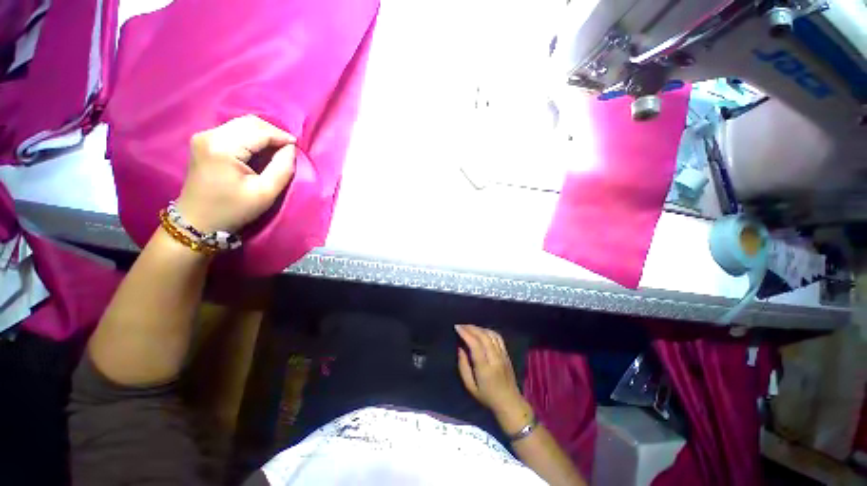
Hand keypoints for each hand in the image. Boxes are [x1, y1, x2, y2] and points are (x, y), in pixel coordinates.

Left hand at [175, 115, 296, 232]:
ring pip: (242, 124)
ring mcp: (204, 136)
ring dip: (263, 134)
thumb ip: (283, 168)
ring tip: (277, 149)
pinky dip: (252, 137)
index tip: (297, 148)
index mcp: (223, 147)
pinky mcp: (204, 141)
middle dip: (273, 133)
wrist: (197, 221)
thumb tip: (291, 148)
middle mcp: (210, 135)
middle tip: (288, 148)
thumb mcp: (266, 193)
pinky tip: (260, 149)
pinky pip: (234, 130)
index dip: (282, 137)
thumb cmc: (233, 210)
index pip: (259, 131)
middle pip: (249, 122)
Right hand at [456, 324, 532, 432]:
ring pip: (491, 334)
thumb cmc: (487, 397)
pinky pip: (498, 337)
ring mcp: (502, 355)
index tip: (457, 327)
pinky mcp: (506, 353)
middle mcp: (495, 358)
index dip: (466, 334)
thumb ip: (463, 366)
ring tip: (469, 327)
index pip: (475, 345)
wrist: (510, 403)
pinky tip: (481, 330)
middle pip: (483, 337)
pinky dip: (488, 331)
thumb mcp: (470, 387)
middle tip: (460, 325)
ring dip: (479, 328)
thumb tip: (460, 348)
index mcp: (485, 368)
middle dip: (471, 328)